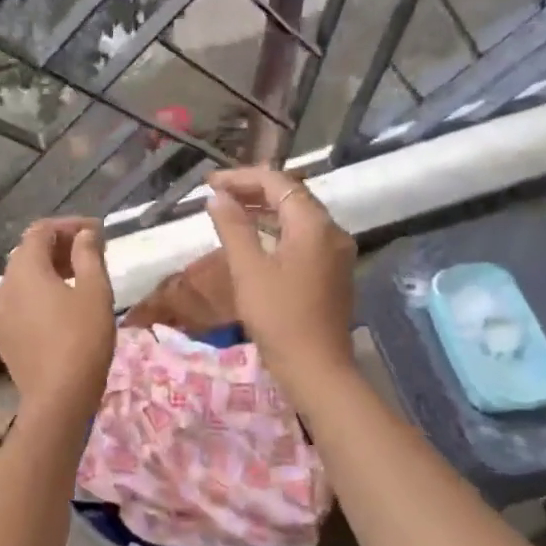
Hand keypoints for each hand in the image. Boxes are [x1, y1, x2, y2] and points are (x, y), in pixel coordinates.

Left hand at [0, 217, 115, 420]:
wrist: (57, 398)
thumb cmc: (82, 339)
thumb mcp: (95, 292)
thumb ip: (89, 255)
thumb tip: (84, 234)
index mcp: (24, 268)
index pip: (41, 231)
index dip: (70, 225)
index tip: (98, 232)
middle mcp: (4, 285)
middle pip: (29, 253)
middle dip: (61, 247)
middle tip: (93, 253)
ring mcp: (0, 312)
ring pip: (24, 279)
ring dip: (50, 271)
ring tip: (81, 279)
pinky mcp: (4, 335)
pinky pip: (21, 302)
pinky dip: (41, 294)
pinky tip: (63, 308)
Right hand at [205, 167, 356, 400]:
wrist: (316, 367)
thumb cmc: (278, 316)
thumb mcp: (248, 269)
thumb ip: (233, 227)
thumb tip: (217, 198)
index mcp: (313, 224)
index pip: (277, 182)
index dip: (241, 178)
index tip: (210, 183)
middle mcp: (331, 231)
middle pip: (291, 196)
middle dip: (253, 190)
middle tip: (217, 195)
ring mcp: (335, 252)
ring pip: (298, 217)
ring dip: (264, 210)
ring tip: (230, 212)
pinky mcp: (332, 272)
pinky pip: (303, 238)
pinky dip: (277, 230)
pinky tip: (255, 239)